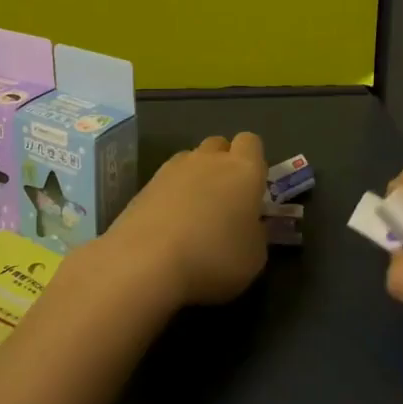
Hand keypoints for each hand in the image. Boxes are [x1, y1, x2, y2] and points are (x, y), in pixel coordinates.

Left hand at [103, 133, 268, 306]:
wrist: (147, 260)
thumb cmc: (214, 257)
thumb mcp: (254, 257)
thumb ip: (256, 233)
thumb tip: (248, 225)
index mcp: (243, 169)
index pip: (251, 142)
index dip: (253, 161)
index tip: (253, 188)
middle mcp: (209, 159)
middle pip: (219, 145)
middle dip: (224, 164)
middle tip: (225, 200)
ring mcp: (174, 168)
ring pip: (191, 159)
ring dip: (196, 176)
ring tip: (194, 213)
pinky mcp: (146, 183)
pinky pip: (167, 179)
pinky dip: (171, 193)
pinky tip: (169, 223)